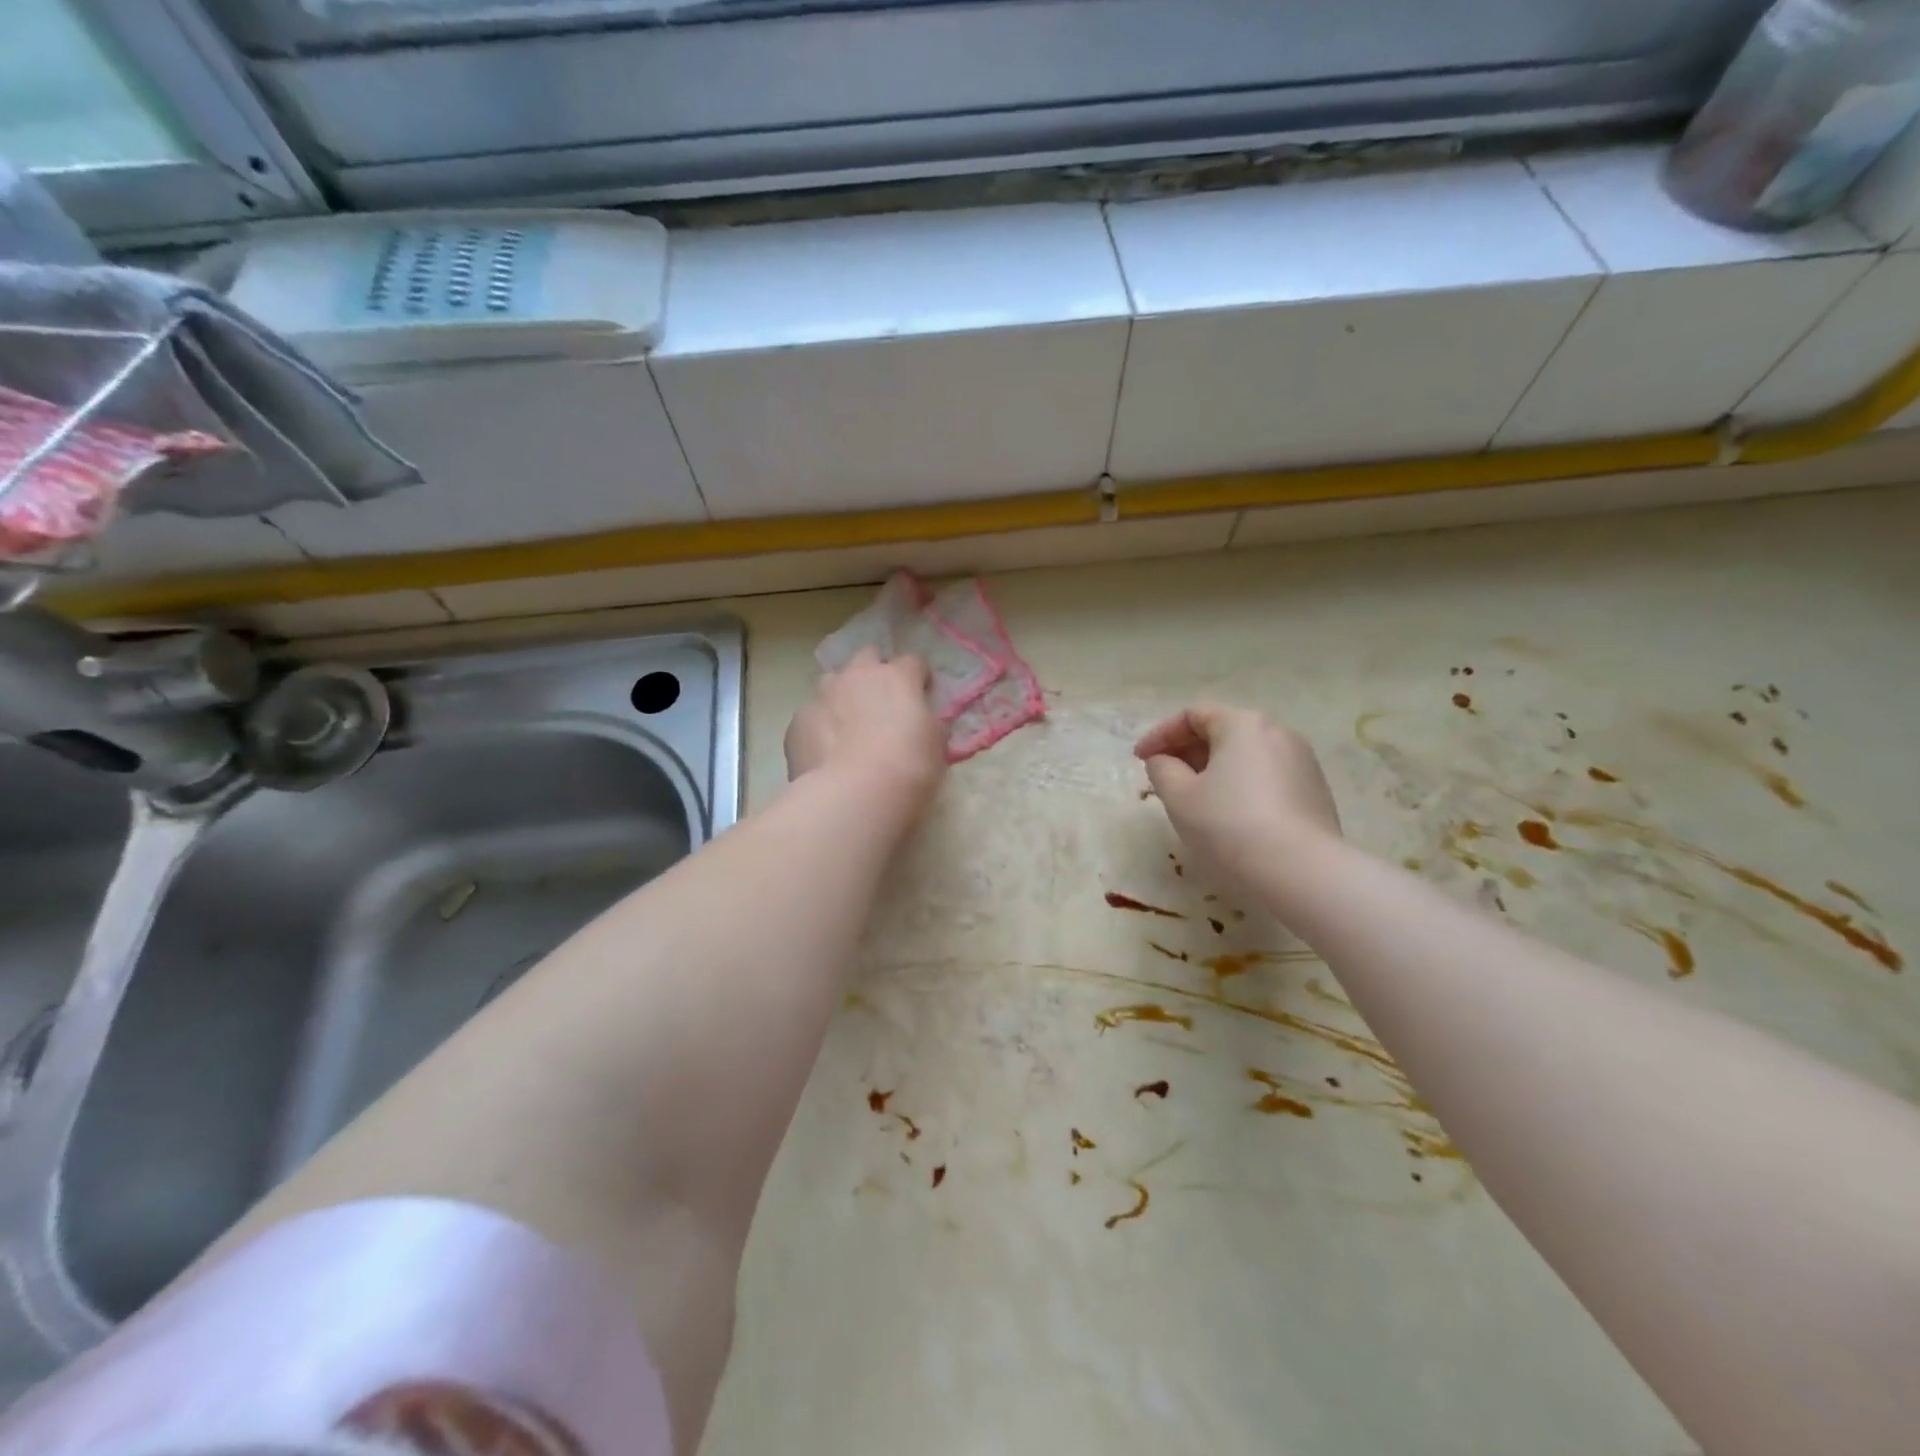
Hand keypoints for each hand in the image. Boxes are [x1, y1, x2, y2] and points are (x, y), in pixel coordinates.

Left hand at [786, 647, 946, 813]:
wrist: (855, 797)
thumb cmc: (908, 769)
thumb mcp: (936, 747)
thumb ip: (930, 726)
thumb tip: (925, 725)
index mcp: (897, 677)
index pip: (912, 661)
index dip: (918, 677)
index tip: (922, 695)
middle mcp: (857, 676)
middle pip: (866, 657)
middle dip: (874, 673)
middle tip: (881, 704)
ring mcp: (822, 696)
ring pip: (831, 683)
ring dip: (842, 697)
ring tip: (848, 729)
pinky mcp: (797, 723)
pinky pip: (811, 717)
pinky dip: (819, 729)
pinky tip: (825, 754)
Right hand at [1134, 704, 1341, 876]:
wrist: (1302, 872)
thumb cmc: (1229, 826)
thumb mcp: (1179, 797)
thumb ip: (1162, 770)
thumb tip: (1164, 761)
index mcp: (1243, 724)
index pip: (1193, 715)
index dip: (1160, 735)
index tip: (1140, 760)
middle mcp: (1277, 733)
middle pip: (1223, 731)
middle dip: (1187, 752)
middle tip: (1164, 778)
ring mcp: (1302, 762)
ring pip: (1246, 756)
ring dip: (1214, 770)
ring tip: (1194, 799)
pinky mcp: (1315, 792)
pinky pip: (1266, 778)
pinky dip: (1240, 787)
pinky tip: (1229, 816)